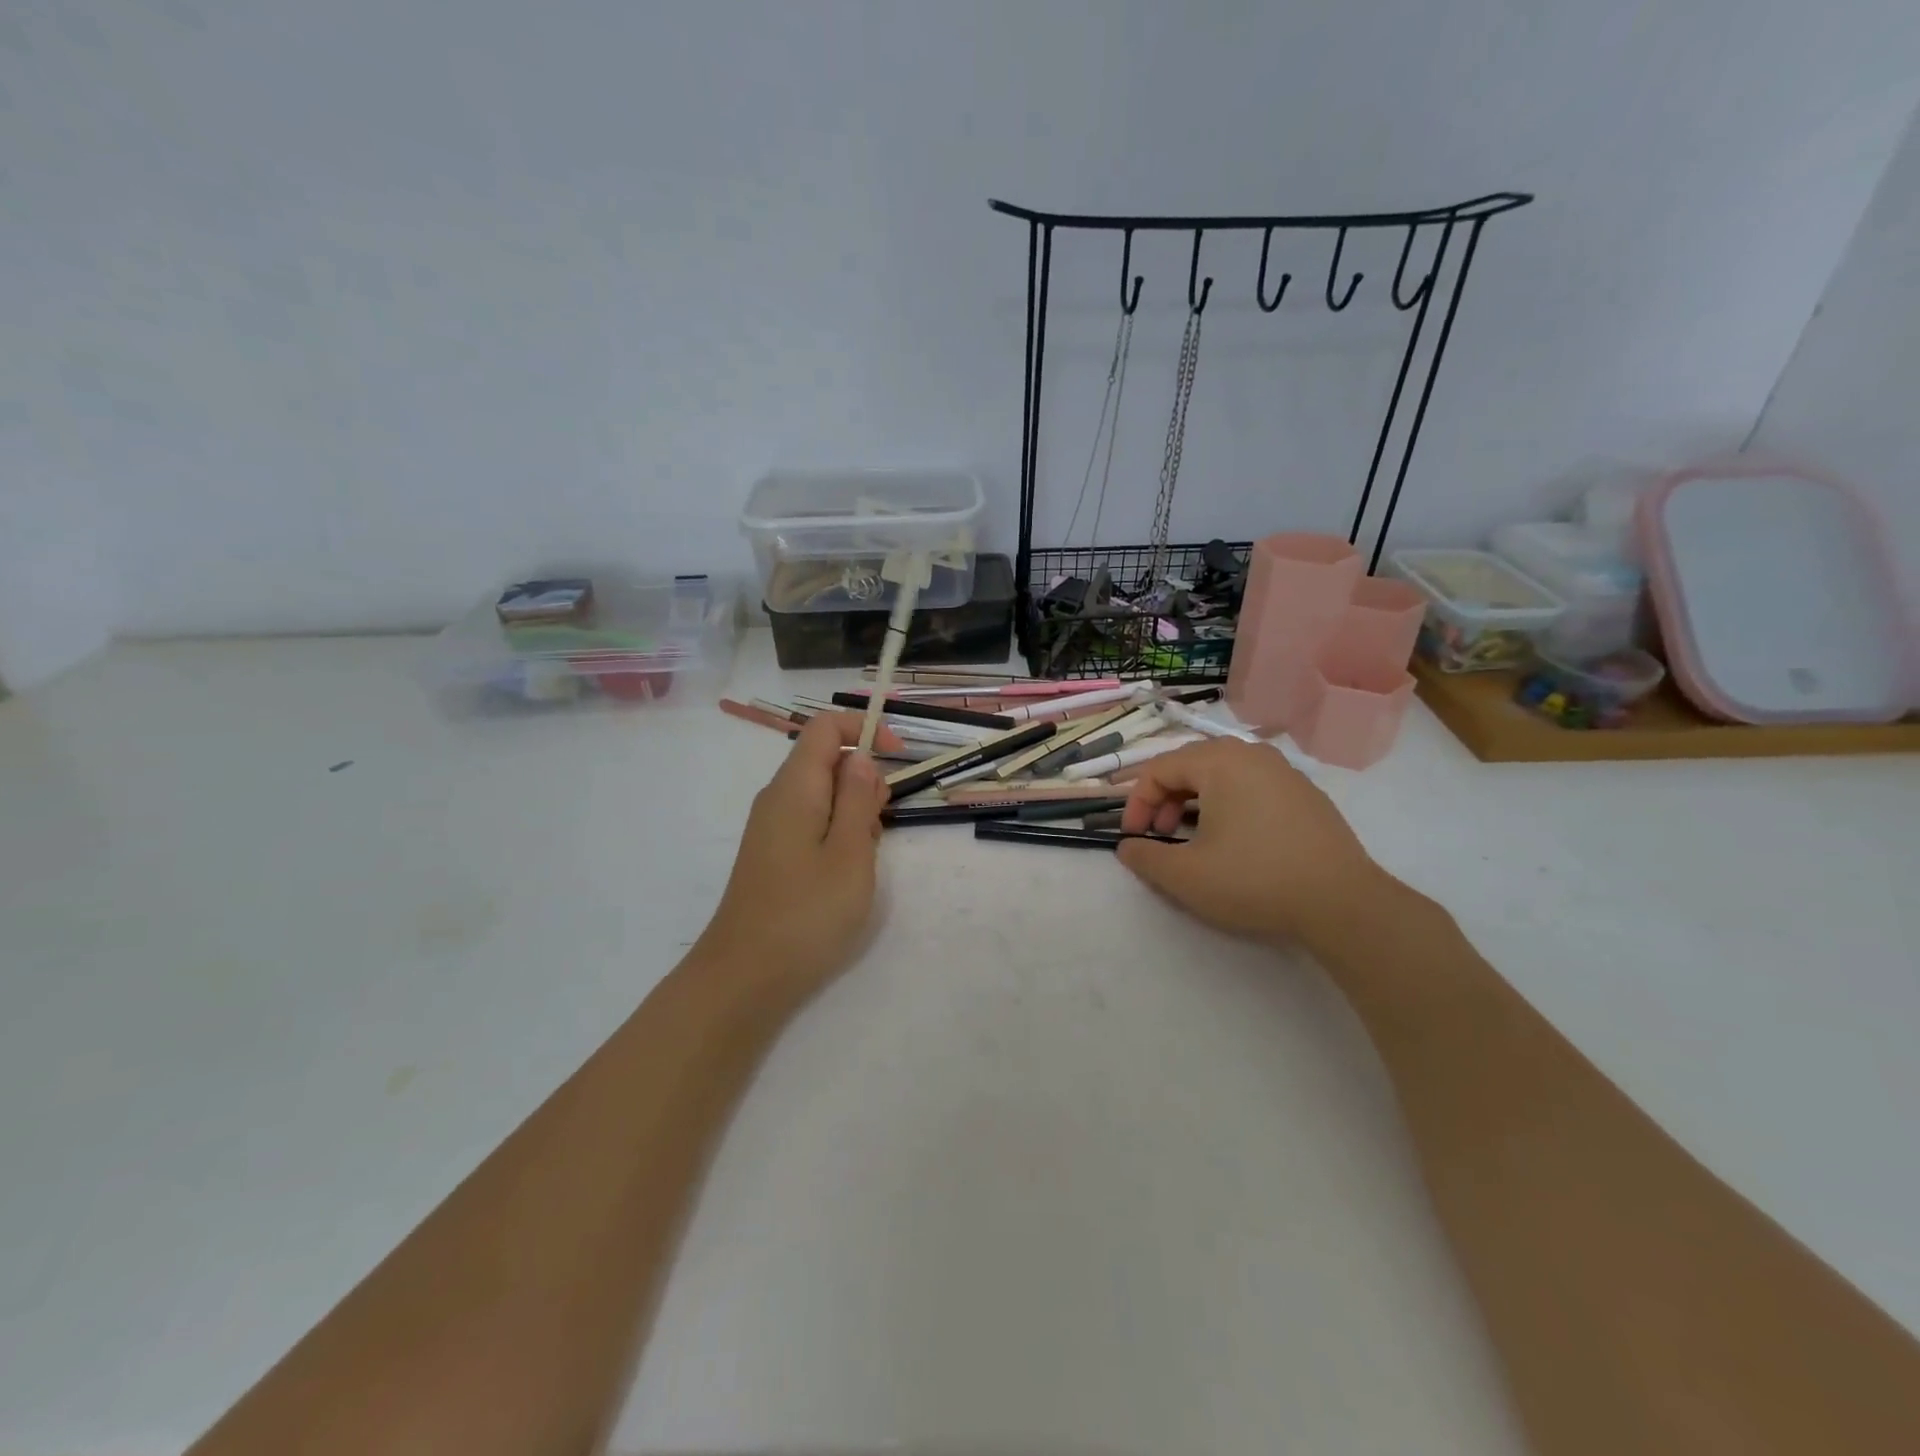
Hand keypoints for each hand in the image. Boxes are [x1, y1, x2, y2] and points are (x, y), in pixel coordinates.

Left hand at [691, 712, 892, 1008]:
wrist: (744, 977)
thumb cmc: (806, 913)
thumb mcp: (850, 853)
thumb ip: (858, 799)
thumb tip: (861, 757)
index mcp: (795, 787)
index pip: (825, 727)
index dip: (865, 730)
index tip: (900, 758)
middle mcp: (777, 797)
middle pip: (826, 760)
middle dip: (864, 780)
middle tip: (880, 826)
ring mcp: (772, 827)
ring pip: (822, 795)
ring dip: (854, 812)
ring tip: (864, 859)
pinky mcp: (773, 854)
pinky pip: (812, 823)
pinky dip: (838, 834)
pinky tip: (846, 873)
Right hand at [1116, 738, 1388, 947]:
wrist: (1343, 903)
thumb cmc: (1254, 880)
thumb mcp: (1185, 876)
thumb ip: (1145, 856)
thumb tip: (1127, 846)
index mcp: (1219, 761)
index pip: (1159, 768)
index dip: (1136, 802)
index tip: (1131, 836)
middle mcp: (1252, 754)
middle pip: (1191, 765)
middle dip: (1165, 799)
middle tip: (1160, 835)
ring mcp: (1284, 772)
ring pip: (1223, 775)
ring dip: (1196, 801)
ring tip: (1194, 839)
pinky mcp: (1306, 795)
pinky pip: (1252, 787)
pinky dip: (1229, 805)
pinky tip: (1235, 841)